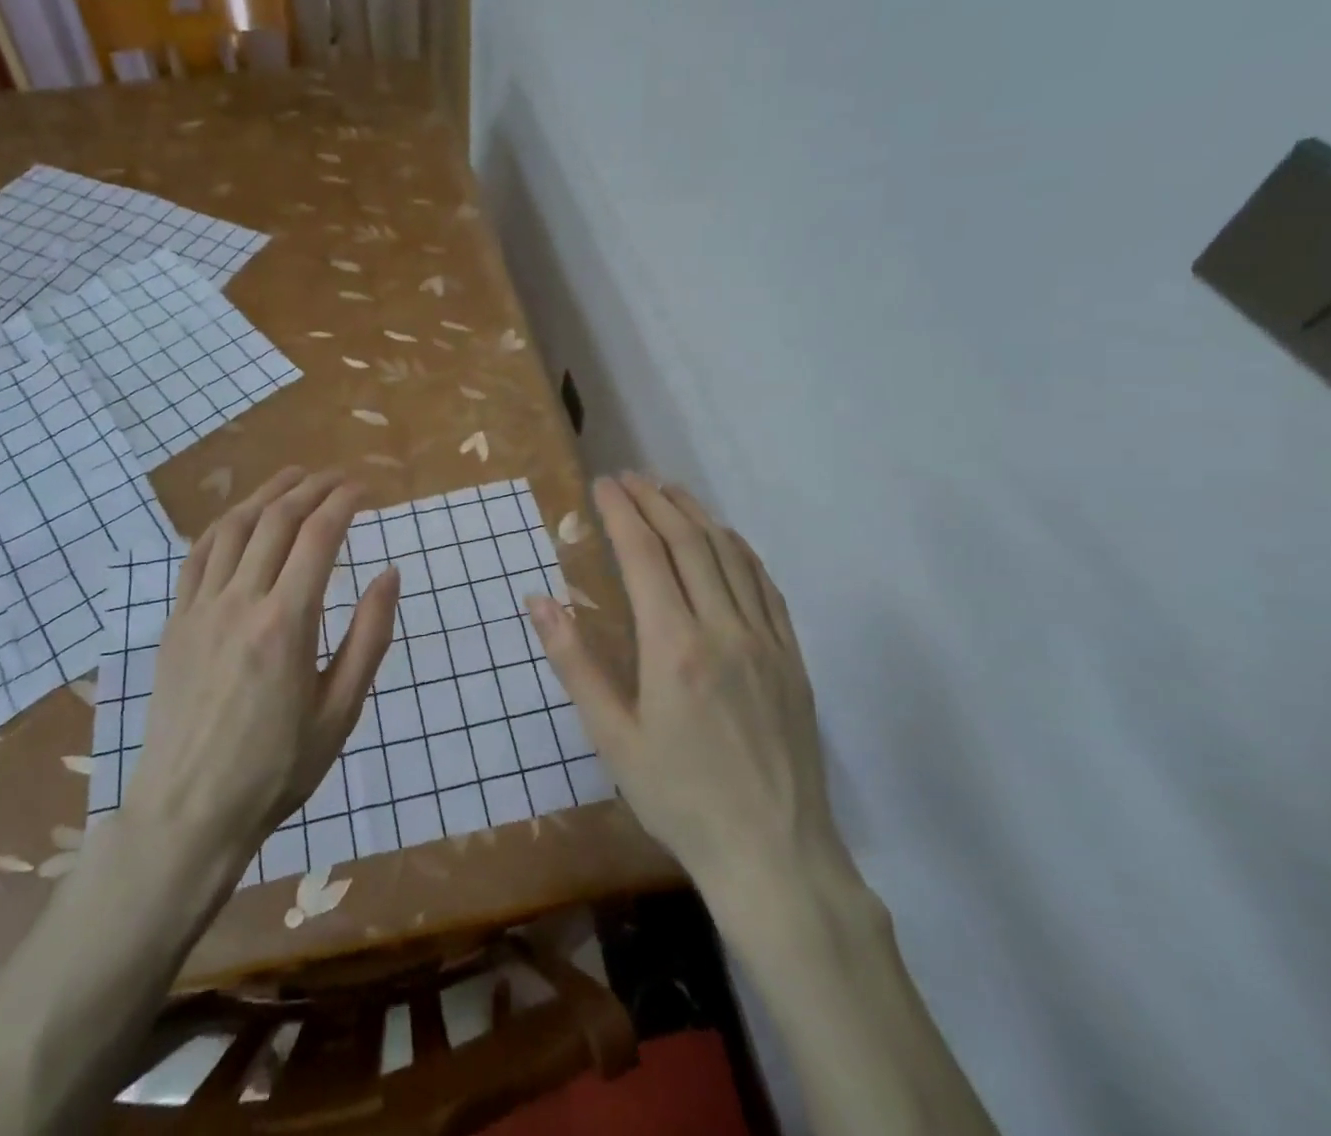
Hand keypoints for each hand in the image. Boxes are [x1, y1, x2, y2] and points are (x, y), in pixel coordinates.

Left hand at [122, 466, 399, 857]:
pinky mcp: (175, 621)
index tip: (364, 489)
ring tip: (293, 477)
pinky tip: (240, 517)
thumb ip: (370, 637)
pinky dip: (224, 524)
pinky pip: (197, 555)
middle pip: (277, 520)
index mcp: (286, 623)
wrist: (189, 811)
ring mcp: (200, 608)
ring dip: (267, 493)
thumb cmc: (276, 768)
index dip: (344, 502)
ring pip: (235, 527)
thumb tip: (390, 573)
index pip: (319, 536)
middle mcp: (240, 601)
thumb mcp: (340, 711)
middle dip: (312, 487)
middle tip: (337, 476)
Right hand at [526, 473, 855, 909]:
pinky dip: (739, 549)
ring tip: (668, 490)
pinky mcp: (792, 656)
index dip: (621, 512)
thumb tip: (539, 601)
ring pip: (730, 554)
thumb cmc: (680, 798)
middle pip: (688, 542)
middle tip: (628, 476)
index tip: (602, 484)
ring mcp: (765, 639)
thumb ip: (575, 663)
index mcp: (674, 646)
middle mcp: (723, 628)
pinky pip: (765, 585)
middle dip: (654, 500)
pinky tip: (724, 539)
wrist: (774, 854)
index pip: (644, 555)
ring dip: (696, 514)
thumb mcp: (612, 738)